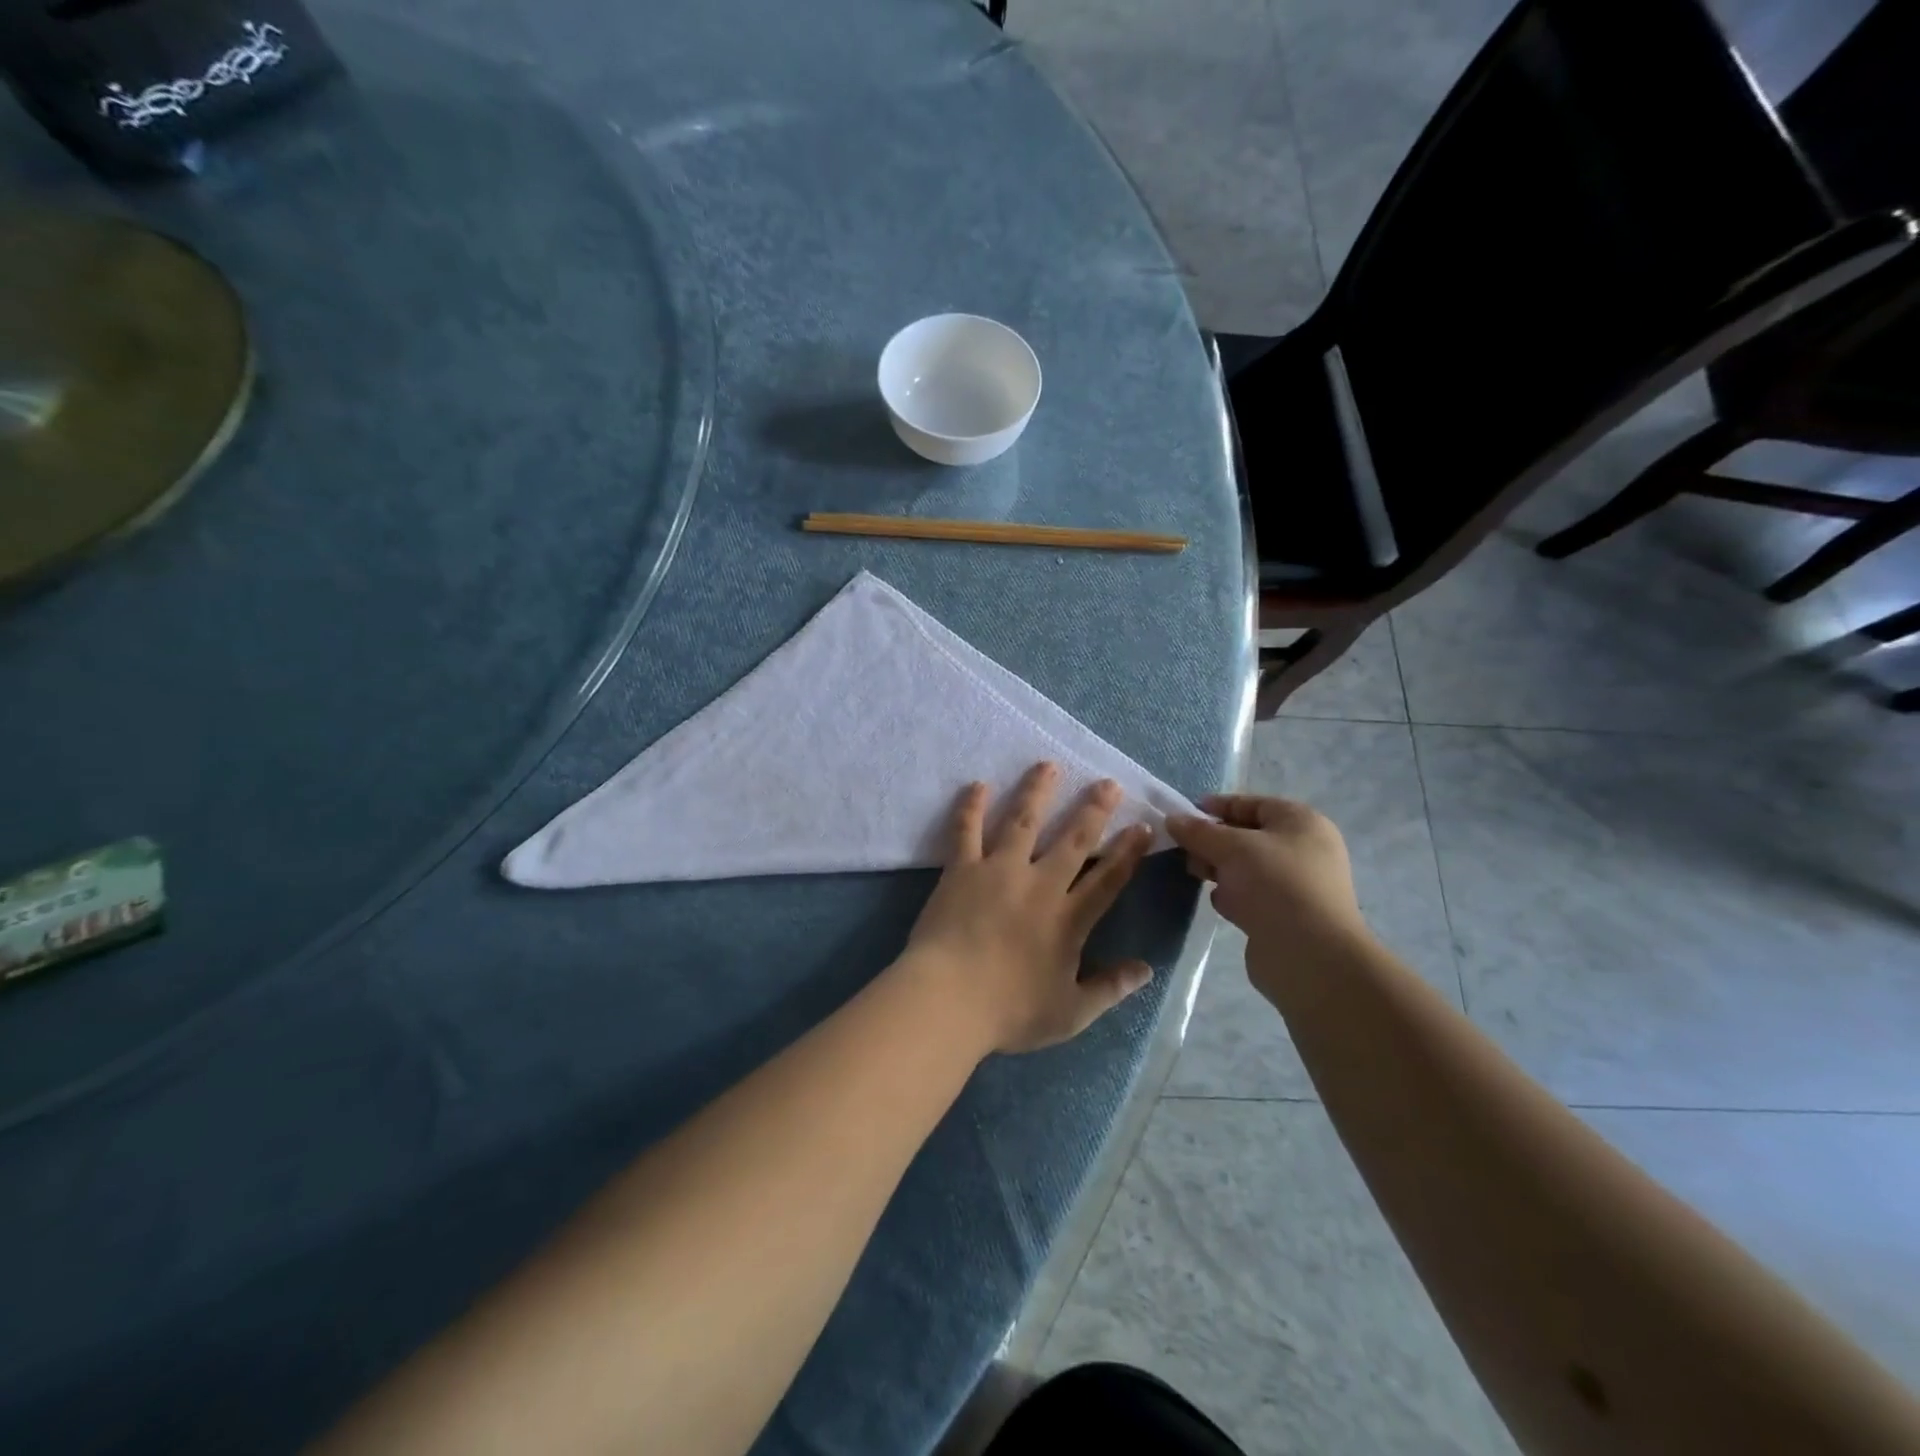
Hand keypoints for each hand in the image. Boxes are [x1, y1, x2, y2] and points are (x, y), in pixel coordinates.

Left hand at [901, 762, 1154, 1056]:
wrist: (948, 1000)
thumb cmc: (1010, 1011)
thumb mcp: (1070, 1013)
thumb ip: (1110, 988)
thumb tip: (1147, 969)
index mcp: (1069, 919)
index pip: (1109, 879)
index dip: (1129, 852)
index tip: (1143, 826)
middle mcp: (1039, 885)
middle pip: (1073, 839)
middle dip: (1093, 809)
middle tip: (1107, 783)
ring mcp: (999, 871)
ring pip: (1023, 821)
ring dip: (1037, 791)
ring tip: (1047, 765)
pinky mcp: (962, 869)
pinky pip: (967, 830)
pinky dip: (972, 806)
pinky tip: (978, 784)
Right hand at [1166, 795, 1368, 971]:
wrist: (1308, 955)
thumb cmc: (1274, 884)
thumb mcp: (1231, 847)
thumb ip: (1198, 831)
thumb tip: (1172, 819)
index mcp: (1301, 822)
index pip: (1252, 804)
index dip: (1217, 806)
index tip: (1182, 814)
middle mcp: (1302, 849)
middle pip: (1246, 836)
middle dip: (1212, 841)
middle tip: (1183, 849)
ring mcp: (1294, 884)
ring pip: (1245, 867)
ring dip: (1218, 869)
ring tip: (1194, 874)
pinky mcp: (1284, 914)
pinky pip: (1249, 894)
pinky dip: (1231, 895)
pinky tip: (1219, 903)